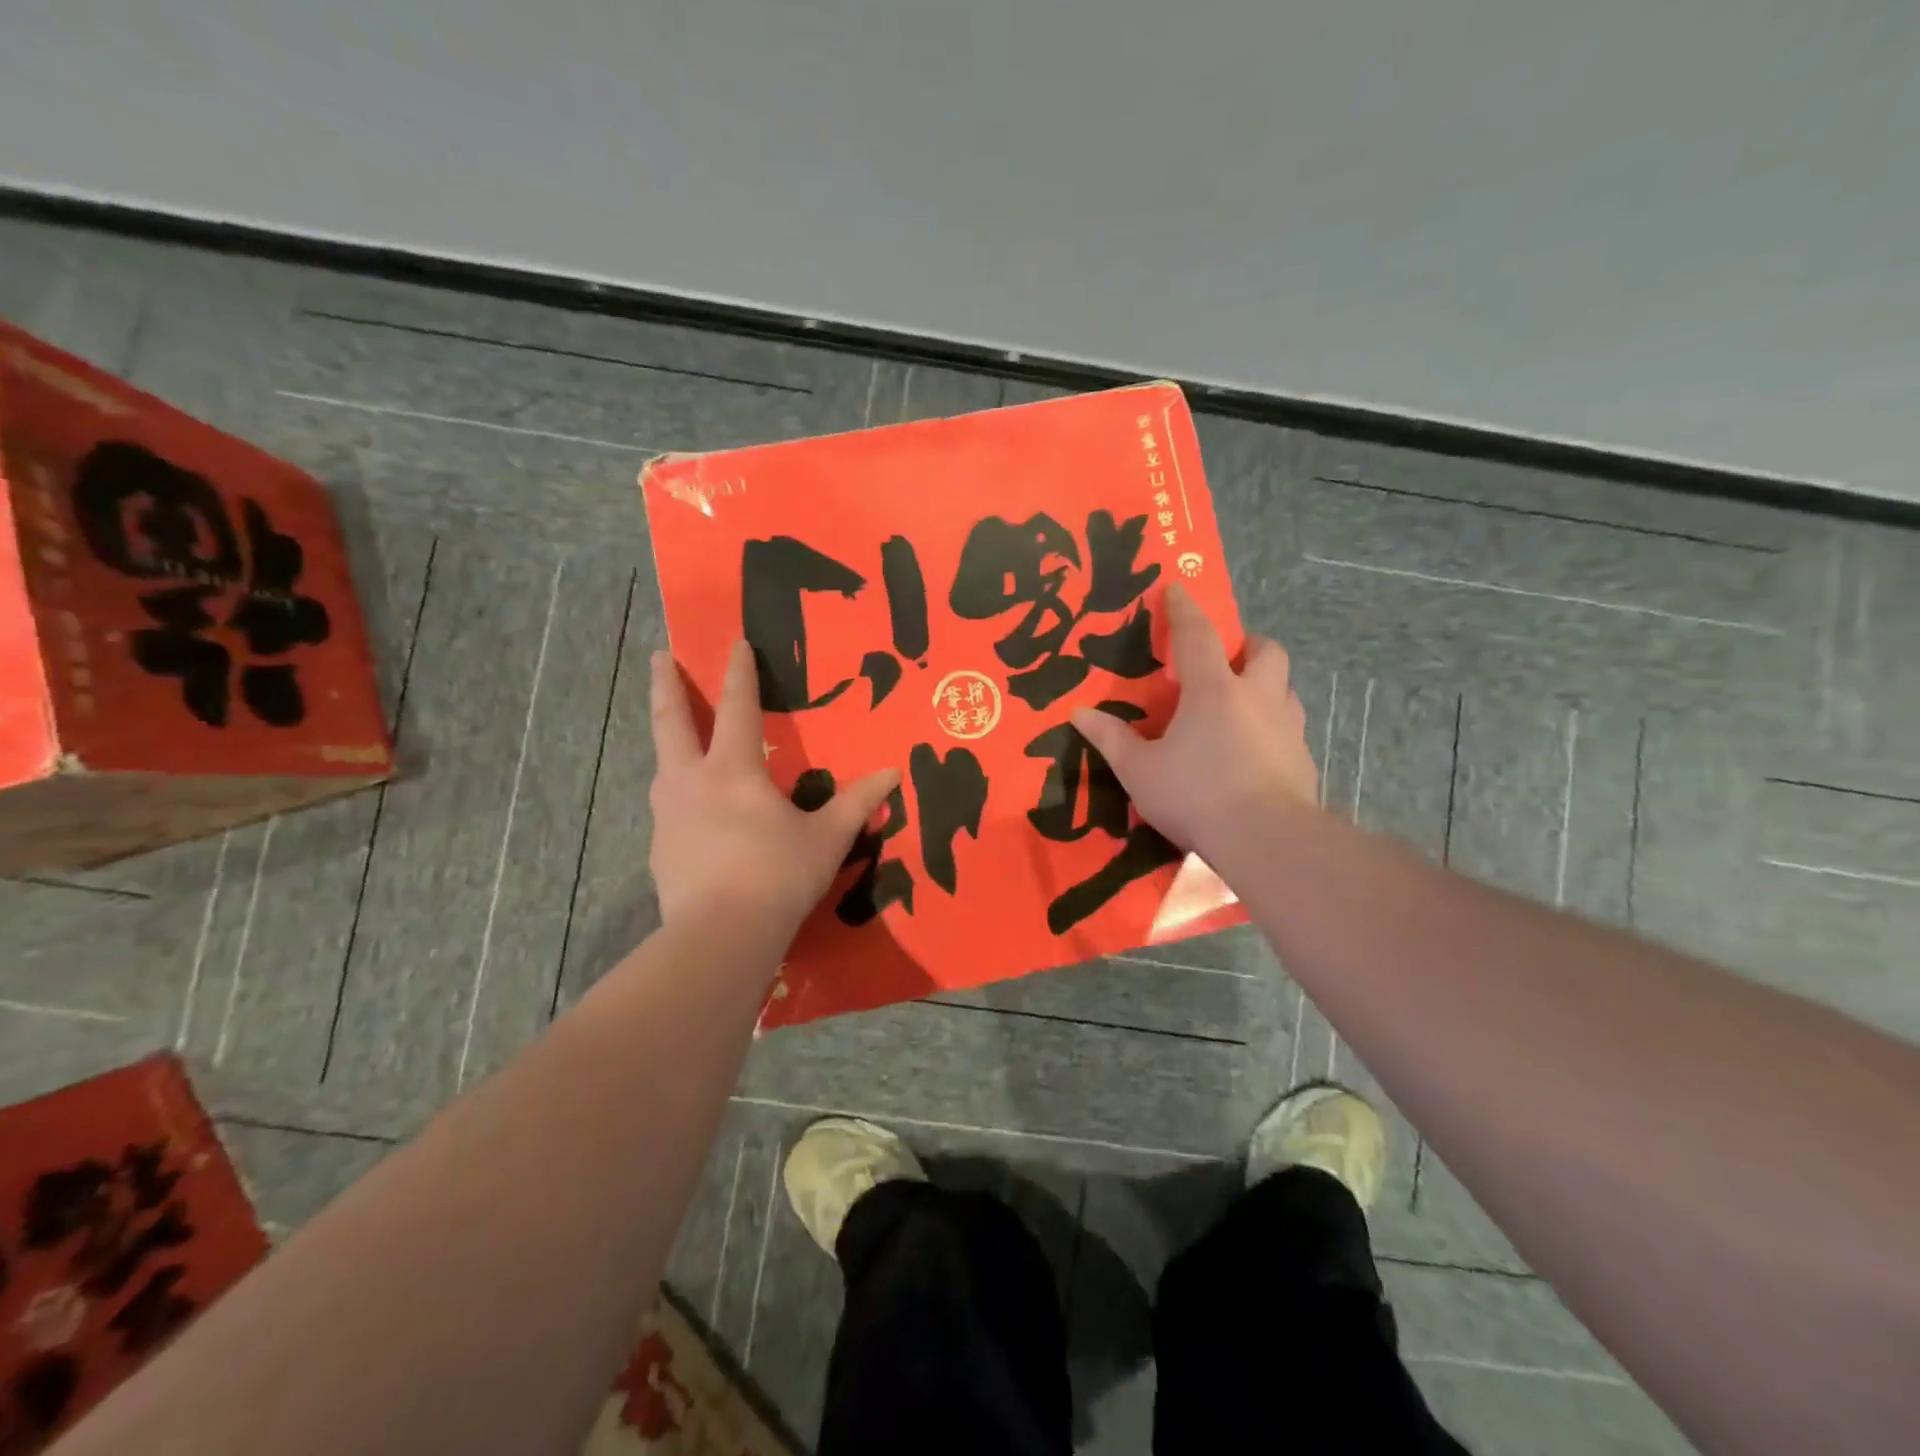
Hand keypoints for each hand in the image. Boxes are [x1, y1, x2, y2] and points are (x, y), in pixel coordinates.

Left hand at [648, 641, 898, 933]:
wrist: (719, 938)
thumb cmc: (778, 876)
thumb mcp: (827, 838)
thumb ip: (858, 802)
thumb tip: (892, 774)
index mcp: (733, 770)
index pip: (737, 707)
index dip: (738, 672)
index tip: (734, 642)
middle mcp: (690, 782)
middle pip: (671, 722)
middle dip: (664, 685)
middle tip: (656, 657)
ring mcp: (667, 816)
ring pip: (663, 766)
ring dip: (670, 743)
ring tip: (679, 740)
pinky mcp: (659, 850)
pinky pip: (668, 811)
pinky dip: (678, 798)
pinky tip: (693, 816)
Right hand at [1072, 583, 1318, 855]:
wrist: (1265, 839)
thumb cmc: (1196, 794)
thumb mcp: (1140, 770)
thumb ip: (1111, 739)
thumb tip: (1078, 714)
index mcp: (1213, 690)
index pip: (1197, 635)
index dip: (1184, 609)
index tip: (1177, 588)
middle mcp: (1257, 697)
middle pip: (1266, 651)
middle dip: (1249, 645)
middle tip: (1228, 659)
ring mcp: (1287, 727)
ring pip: (1285, 689)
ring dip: (1265, 687)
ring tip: (1240, 708)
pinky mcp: (1303, 758)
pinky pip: (1289, 729)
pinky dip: (1272, 728)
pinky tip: (1254, 754)